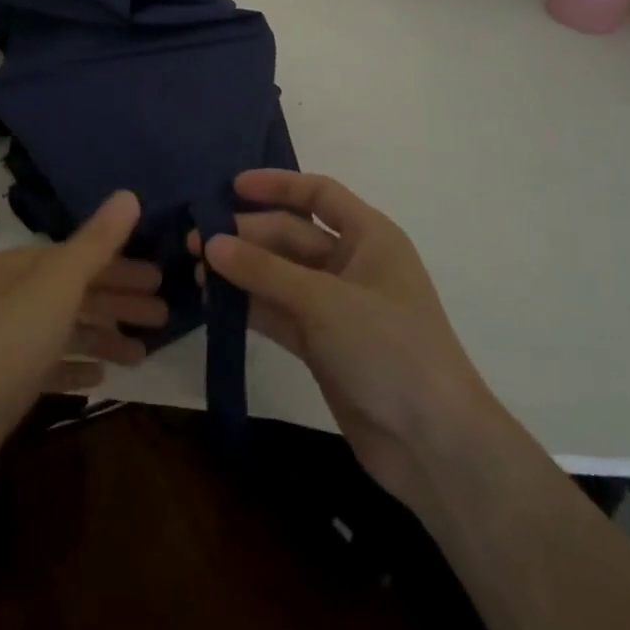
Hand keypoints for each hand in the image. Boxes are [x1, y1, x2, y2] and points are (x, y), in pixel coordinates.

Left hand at [0, 191, 162, 529]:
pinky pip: (49, 367)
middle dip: (118, 301)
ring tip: (142, 354)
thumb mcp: (57, 289)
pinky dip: (76, 368)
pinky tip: (99, 380)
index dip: (121, 265)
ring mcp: (1, 343)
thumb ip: (96, 244)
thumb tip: (129, 195)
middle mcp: (6, 297)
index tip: (161, 279)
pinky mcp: (2, 387)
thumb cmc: (6, 352)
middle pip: (73, 291)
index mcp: (15, 267)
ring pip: (64, 330)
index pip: (78, 255)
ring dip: (104, 337)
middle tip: (163, 316)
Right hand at [192, 170, 491, 504]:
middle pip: (291, 236)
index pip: (319, 195)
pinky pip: (279, 312)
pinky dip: (249, 305)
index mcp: (370, 237)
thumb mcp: (324, 301)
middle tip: (196, 240)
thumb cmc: (389, 348)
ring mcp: (336, 307)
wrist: (434, 444)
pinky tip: (214, 303)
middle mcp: (352, 265)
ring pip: (280, 275)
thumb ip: (264, 270)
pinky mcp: (322, 345)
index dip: (277, 185)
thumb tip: (209, 242)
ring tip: (196, 271)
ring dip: (242, 271)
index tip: (232, 187)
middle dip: (247, 235)